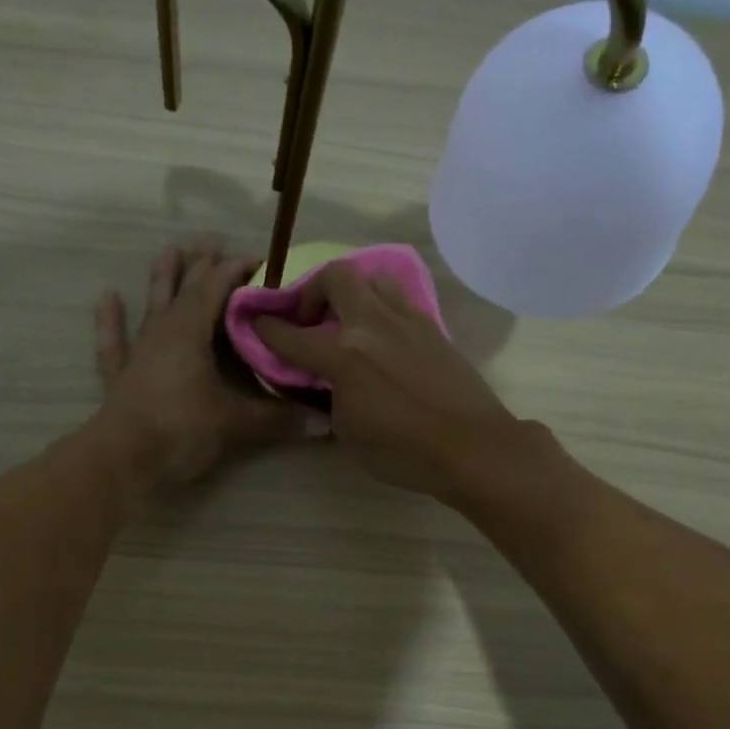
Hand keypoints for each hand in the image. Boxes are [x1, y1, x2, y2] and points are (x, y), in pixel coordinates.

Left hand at [94, 238, 303, 488]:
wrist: (123, 460)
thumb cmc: (180, 430)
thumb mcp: (235, 423)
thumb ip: (277, 419)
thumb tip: (324, 424)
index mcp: (190, 332)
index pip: (218, 289)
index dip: (237, 271)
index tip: (260, 260)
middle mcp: (164, 332)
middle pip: (186, 290)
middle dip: (202, 265)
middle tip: (212, 238)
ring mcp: (139, 352)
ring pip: (153, 307)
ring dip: (161, 280)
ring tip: (168, 250)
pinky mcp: (121, 376)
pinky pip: (114, 341)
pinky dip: (111, 320)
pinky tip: (108, 297)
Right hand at [254, 262, 530, 500]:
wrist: (472, 446)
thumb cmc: (404, 451)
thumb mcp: (349, 435)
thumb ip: (330, 399)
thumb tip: (328, 384)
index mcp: (344, 356)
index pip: (292, 335)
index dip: (267, 327)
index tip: (257, 322)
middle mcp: (372, 325)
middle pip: (335, 276)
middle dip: (313, 290)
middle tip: (312, 318)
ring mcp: (407, 320)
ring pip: (373, 278)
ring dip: (352, 291)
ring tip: (350, 319)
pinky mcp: (432, 327)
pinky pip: (399, 299)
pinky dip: (381, 306)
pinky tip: (383, 334)